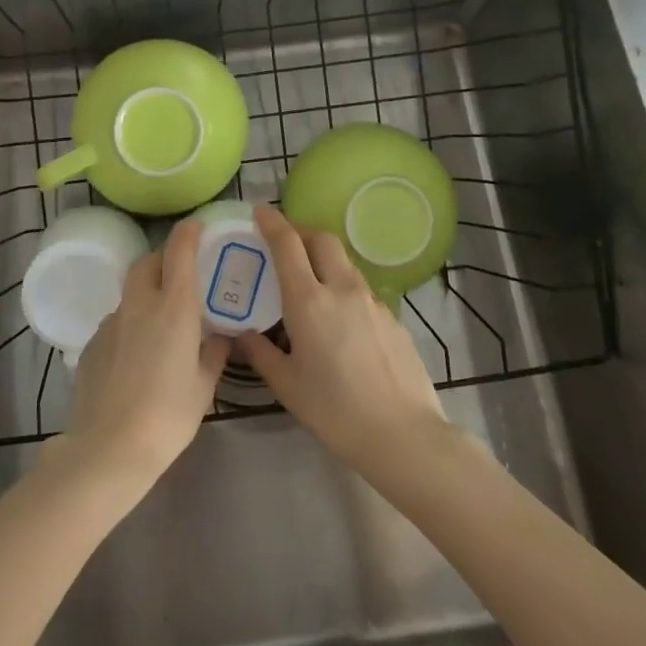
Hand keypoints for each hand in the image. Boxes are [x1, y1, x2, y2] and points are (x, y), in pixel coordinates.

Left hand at [53, 218, 229, 492]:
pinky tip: (136, 355)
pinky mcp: (91, 344)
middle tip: (181, 274)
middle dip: (164, 259)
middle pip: (148, 263)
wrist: (109, 447)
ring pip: (130, 293)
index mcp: (173, 308)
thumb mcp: (204, 386)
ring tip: (161, 321)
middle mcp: (140, 304)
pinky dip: (130, 325)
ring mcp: (111, 323)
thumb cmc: (168, 415)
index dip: (188, 233)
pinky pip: (116, 322)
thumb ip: (214, 354)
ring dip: (146, 294)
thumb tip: (221, 336)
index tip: (197, 226)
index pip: (179, 252)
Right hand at [238, 204, 448, 476]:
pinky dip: (343, 284)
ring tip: (309, 277)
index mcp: (309, 301)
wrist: (403, 434)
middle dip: (301, 231)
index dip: (272, 222)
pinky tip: (339, 315)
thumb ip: (260, 352)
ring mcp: (372, 301)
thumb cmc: (335, 411)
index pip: (288, 244)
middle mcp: (341, 289)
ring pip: (344, 261)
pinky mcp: (392, 317)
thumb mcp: (287, 385)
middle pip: (322, 238)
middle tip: (284, 242)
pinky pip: (361, 287)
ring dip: (323, 256)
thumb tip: (242, 333)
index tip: (259, 211)